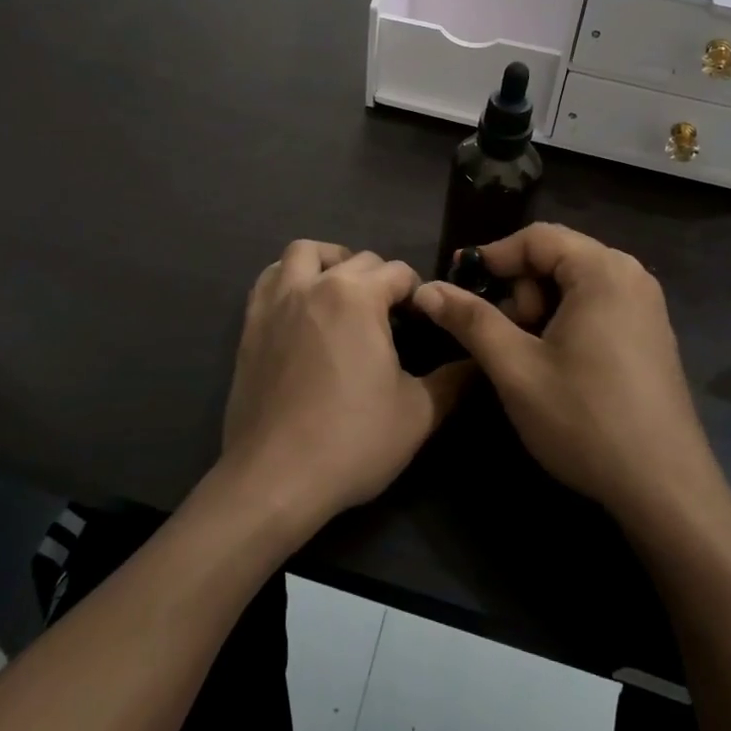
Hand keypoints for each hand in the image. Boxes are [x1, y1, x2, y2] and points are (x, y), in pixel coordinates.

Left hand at [222, 241, 464, 529]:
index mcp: (357, 296)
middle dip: (380, 278)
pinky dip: (290, 278)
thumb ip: (453, 380)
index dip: (418, 294)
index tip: (423, 324)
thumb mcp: (418, 414)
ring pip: (303, 253)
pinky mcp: (250, 324)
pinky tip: (303, 307)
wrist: (274, 478)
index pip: (399, 272)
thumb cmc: (352, 440)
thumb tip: (479, 362)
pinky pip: (270, 279)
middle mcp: (315, 284)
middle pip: (357, 259)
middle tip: (390, 317)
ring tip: (343, 292)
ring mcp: (277, 301)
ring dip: (329, 261)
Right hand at [413, 224, 717, 522]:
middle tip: (508, 338)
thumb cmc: (585, 420)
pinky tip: (561, 366)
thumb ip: (470, 320)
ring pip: (574, 284)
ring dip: (541, 309)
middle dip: (521, 290)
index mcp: (603, 271)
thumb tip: (426, 289)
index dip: (492, 256)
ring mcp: (647, 306)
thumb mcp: (516, 368)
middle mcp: (631, 276)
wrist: (666, 491)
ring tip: (531, 358)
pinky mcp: (651, 334)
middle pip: (557, 257)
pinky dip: (567, 322)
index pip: (536, 237)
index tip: (459, 286)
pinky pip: (597, 305)